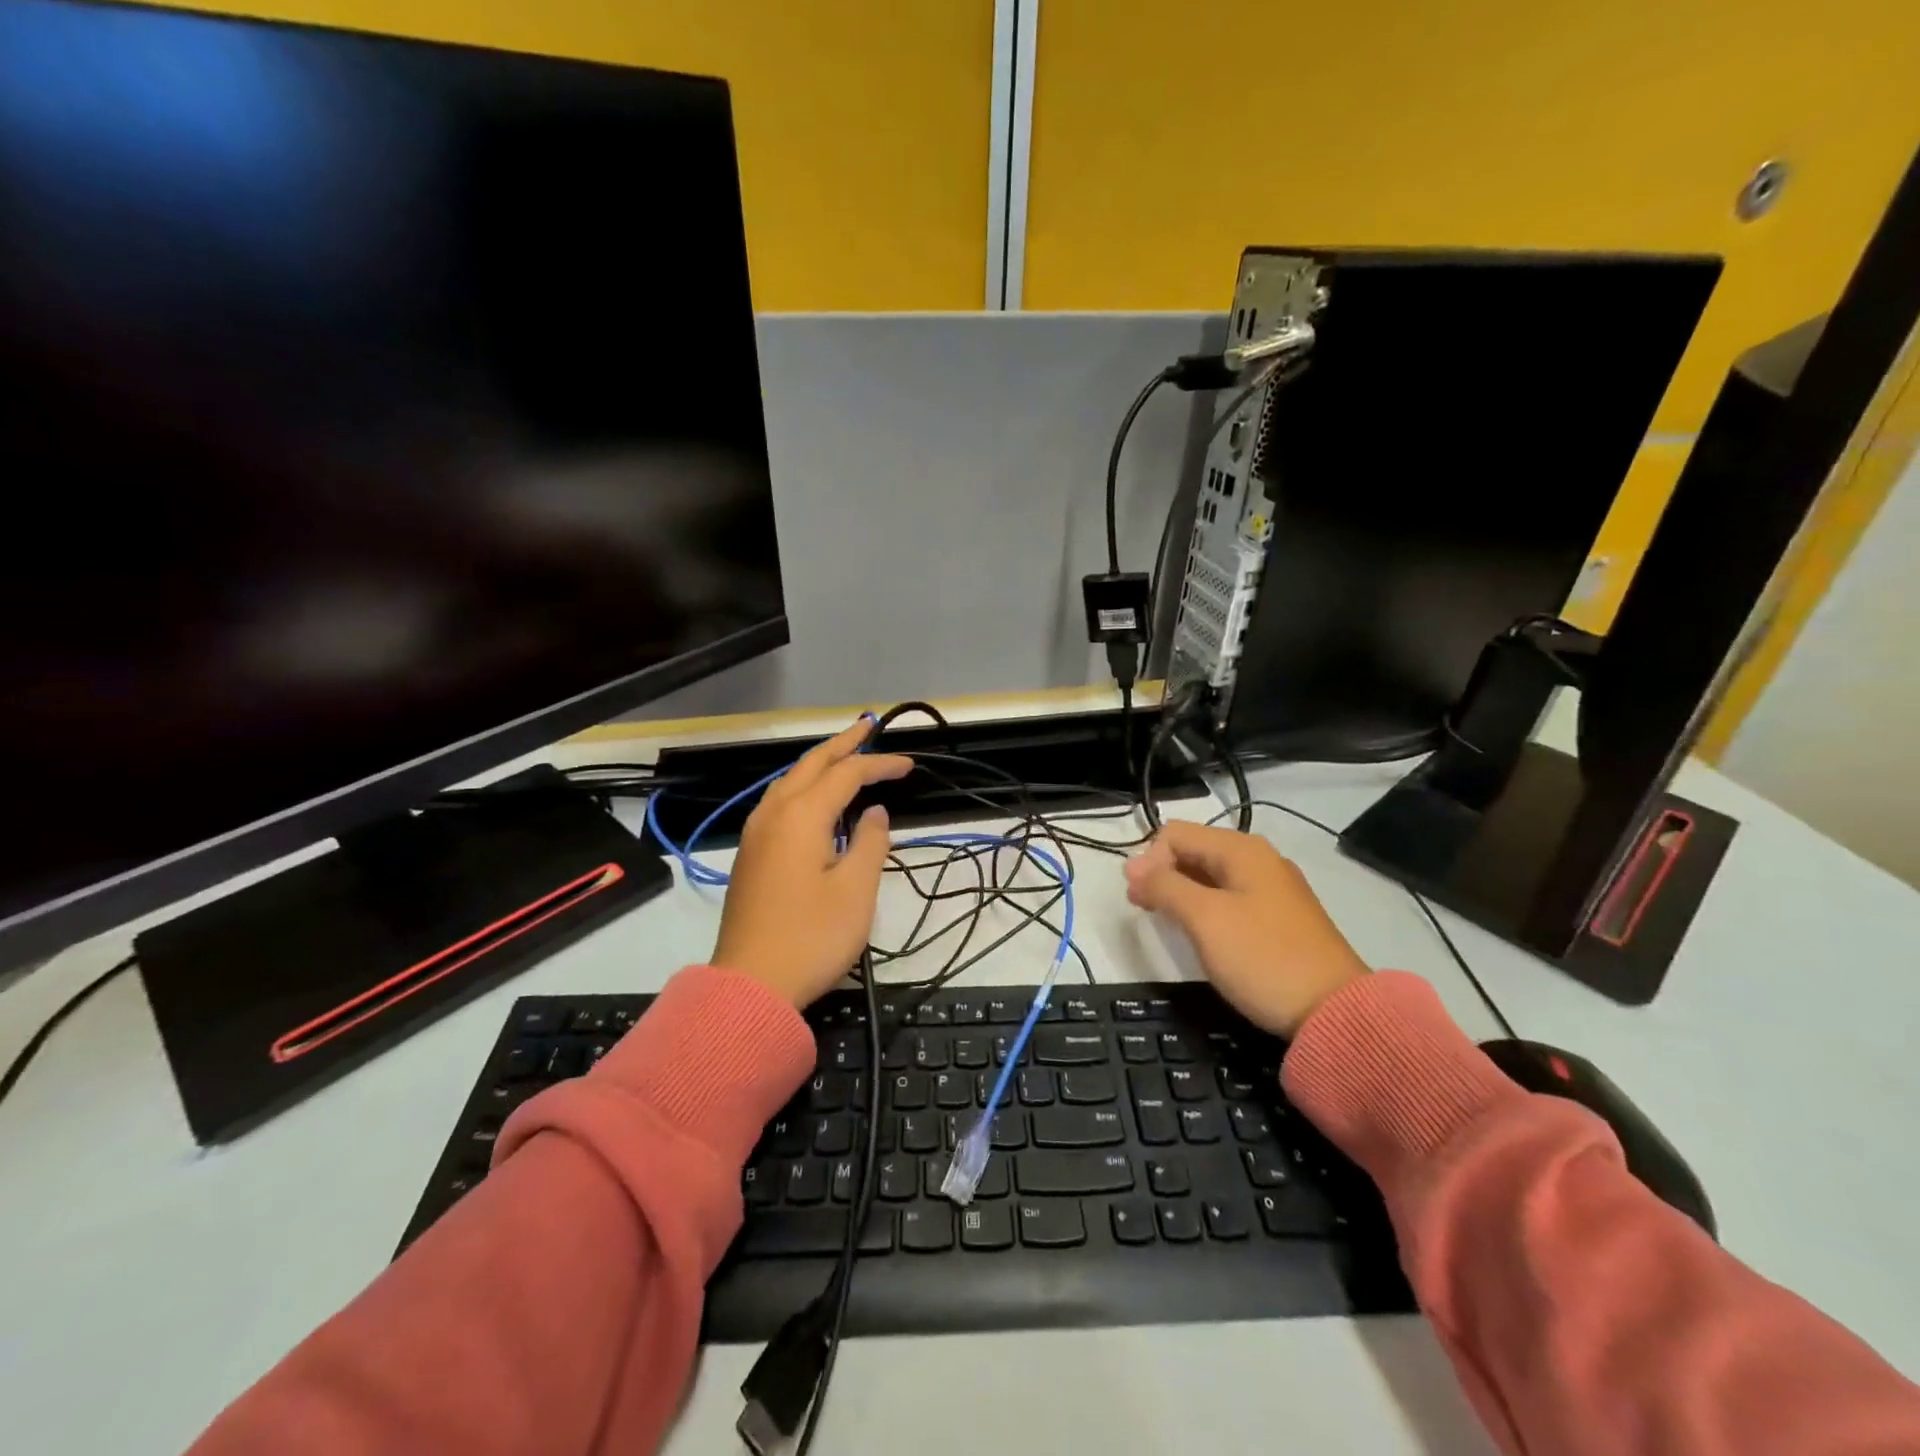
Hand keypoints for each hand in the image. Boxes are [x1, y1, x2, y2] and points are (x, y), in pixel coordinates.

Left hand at [711, 718, 912, 1007]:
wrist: (751, 986)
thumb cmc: (811, 937)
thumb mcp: (856, 890)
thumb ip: (869, 842)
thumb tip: (874, 813)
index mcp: (801, 816)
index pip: (846, 775)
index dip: (879, 764)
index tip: (909, 765)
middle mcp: (773, 815)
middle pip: (810, 765)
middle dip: (842, 745)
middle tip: (868, 728)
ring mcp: (756, 835)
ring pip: (789, 782)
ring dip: (819, 764)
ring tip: (845, 756)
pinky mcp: (750, 855)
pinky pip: (779, 803)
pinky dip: (803, 788)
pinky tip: (815, 800)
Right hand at [1125, 821, 1367, 1037]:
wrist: (1335, 1014)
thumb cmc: (1262, 958)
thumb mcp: (1204, 918)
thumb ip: (1164, 886)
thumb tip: (1132, 866)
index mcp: (1241, 849)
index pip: (1175, 835)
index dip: (1148, 861)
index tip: (1138, 899)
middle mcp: (1258, 859)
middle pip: (1193, 850)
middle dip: (1162, 874)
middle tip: (1144, 910)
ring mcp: (1272, 889)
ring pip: (1209, 876)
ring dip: (1180, 892)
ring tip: (1165, 921)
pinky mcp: (1279, 918)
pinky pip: (1228, 897)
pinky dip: (1204, 907)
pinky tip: (1199, 932)